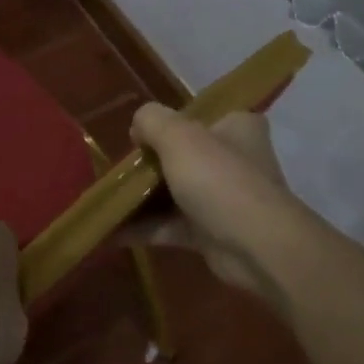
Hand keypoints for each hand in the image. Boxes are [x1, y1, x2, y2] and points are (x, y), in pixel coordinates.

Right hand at [129, 106, 299, 305]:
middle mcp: (236, 159)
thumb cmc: (220, 178)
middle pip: (185, 154)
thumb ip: (152, 120)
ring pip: (176, 191)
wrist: (256, 247)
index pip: (202, 116)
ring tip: (107, 198)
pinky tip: (112, 230)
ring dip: (144, 197)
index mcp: (237, 127)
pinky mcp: (213, 233)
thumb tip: (138, 128)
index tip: (142, 135)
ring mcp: (225, 198)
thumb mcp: (178, 135)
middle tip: (120, 169)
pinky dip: (146, 228)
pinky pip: (173, 225)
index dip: (171, 123)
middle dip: (151, 163)